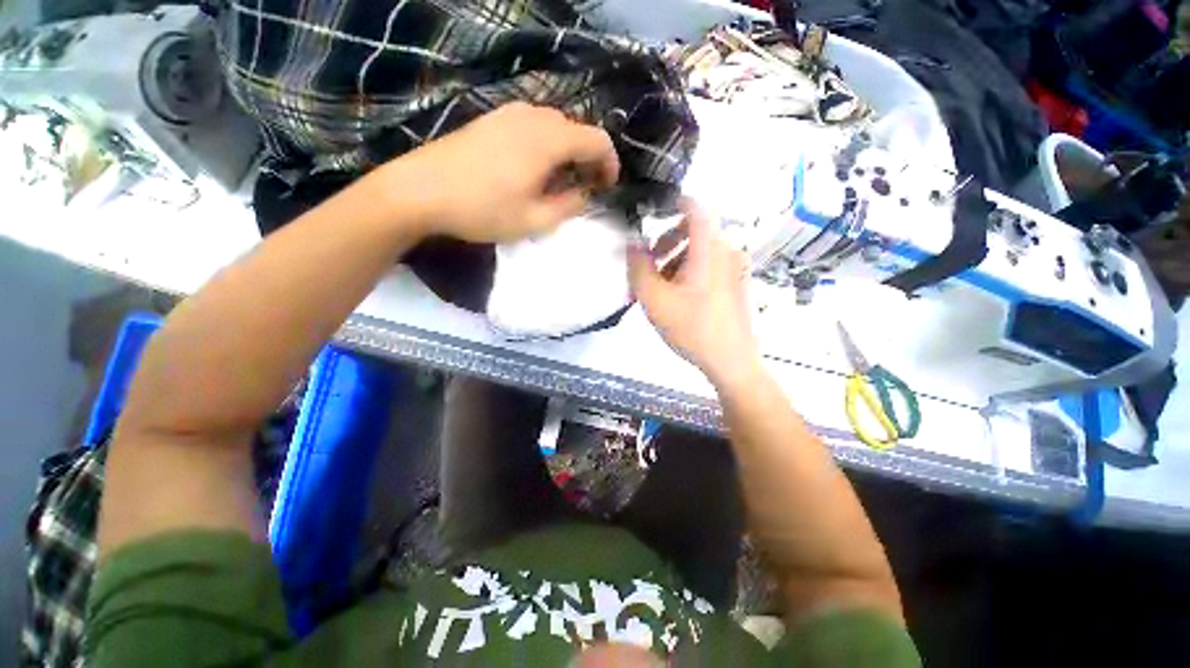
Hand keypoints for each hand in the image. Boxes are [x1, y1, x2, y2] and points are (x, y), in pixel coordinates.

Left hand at [392, 102, 619, 242]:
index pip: (597, 140)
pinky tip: (530, 170)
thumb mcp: (534, 220)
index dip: (610, 163)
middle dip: (587, 160)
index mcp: (549, 140)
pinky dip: (544, 146)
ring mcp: (509, 114)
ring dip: (565, 153)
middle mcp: (533, 117)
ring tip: (556, 183)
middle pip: (576, 131)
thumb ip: (569, 206)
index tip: (607, 187)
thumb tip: (584, 193)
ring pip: (554, 127)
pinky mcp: (491, 120)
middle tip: (582, 190)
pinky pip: (531, 127)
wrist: (421, 190)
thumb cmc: (483, 209)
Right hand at [629, 202, 761, 388]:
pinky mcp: (735, 284)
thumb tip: (632, 244)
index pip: (694, 207)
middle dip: (666, 241)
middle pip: (694, 230)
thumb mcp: (655, 299)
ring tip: (658, 286)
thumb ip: (639, 267)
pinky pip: (709, 265)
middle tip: (648, 262)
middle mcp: (727, 251)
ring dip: (675, 259)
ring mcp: (734, 269)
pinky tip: (677, 296)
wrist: (731, 361)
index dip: (671, 204)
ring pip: (700, 249)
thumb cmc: (692, 328)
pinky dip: (689, 270)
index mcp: (709, 249)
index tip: (651, 215)